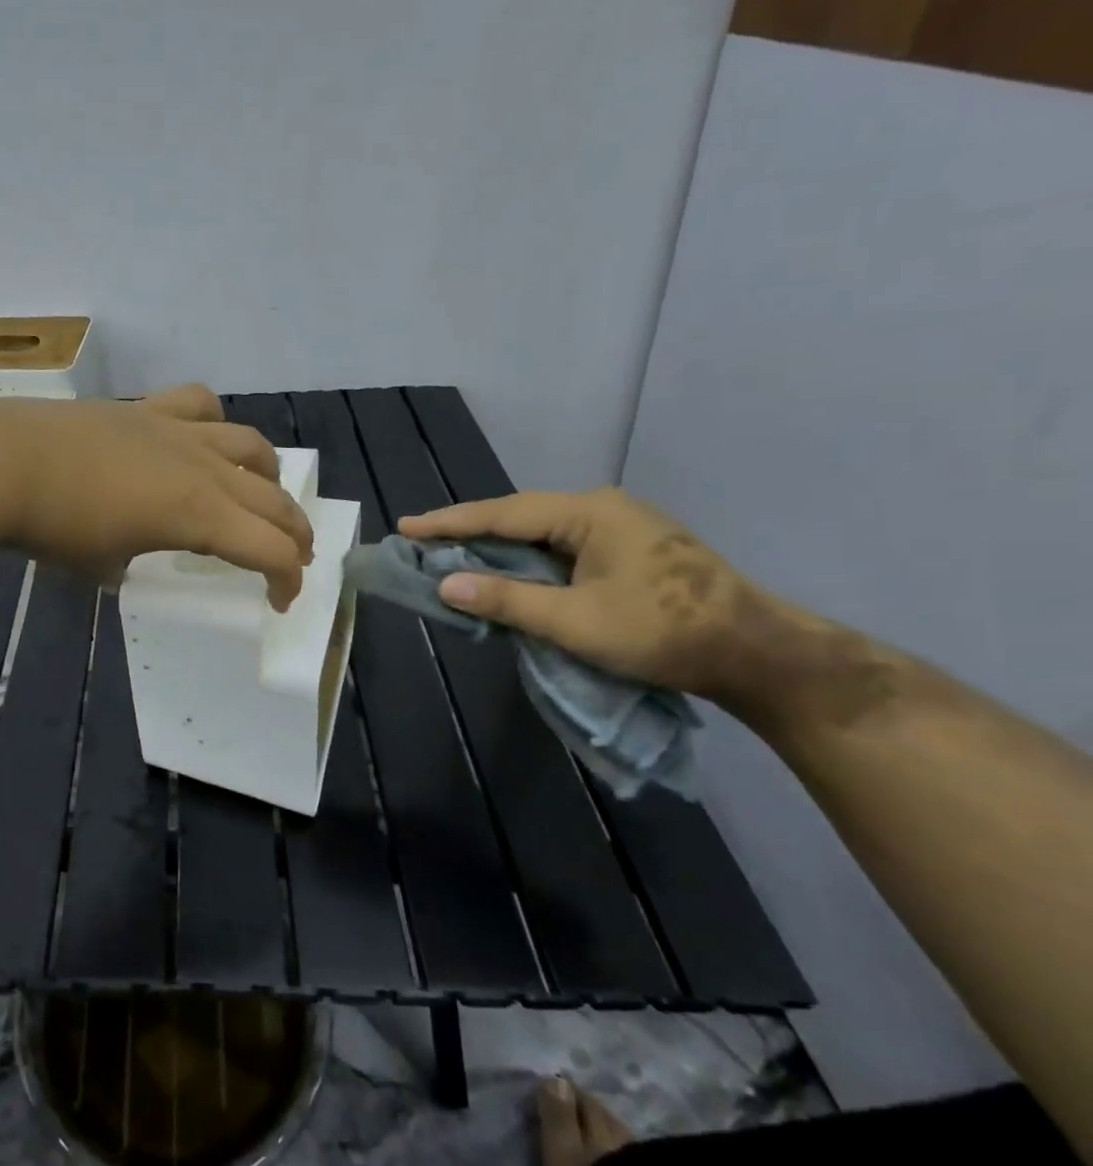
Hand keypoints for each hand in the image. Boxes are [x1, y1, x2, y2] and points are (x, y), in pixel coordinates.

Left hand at [0, 385, 313, 609]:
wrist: (6, 462)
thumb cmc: (54, 527)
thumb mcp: (101, 567)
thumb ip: (128, 564)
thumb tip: (126, 556)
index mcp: (198, 516)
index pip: (268, 550)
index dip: (285, 579)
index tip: (279, 600)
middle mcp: (203, 469)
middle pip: (273, 499)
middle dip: (294, 533)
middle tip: (294, 556)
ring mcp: (177, 431)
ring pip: (251, 445)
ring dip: (269, 475)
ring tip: (264, 492)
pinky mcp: (148, 408)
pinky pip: (200, 404)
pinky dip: (215, 422)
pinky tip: (207, 436)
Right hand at [397, 488, 762, 696]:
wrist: (760, 655)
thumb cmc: (664, 632)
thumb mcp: (576, 621)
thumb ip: (506, 600)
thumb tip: (445, 584)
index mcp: (589, 513)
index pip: (502, 514)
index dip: (449, 523)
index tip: (406, 527)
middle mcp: (601, 510)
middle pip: (519, 518)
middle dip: (470, 533)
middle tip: (423, 543)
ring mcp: (620, 530)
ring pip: (540, 535)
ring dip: (499, 550)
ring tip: (454, 559)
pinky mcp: (629, 554)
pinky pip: (561, 550)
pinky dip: (527, 563)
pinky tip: (509, 576)